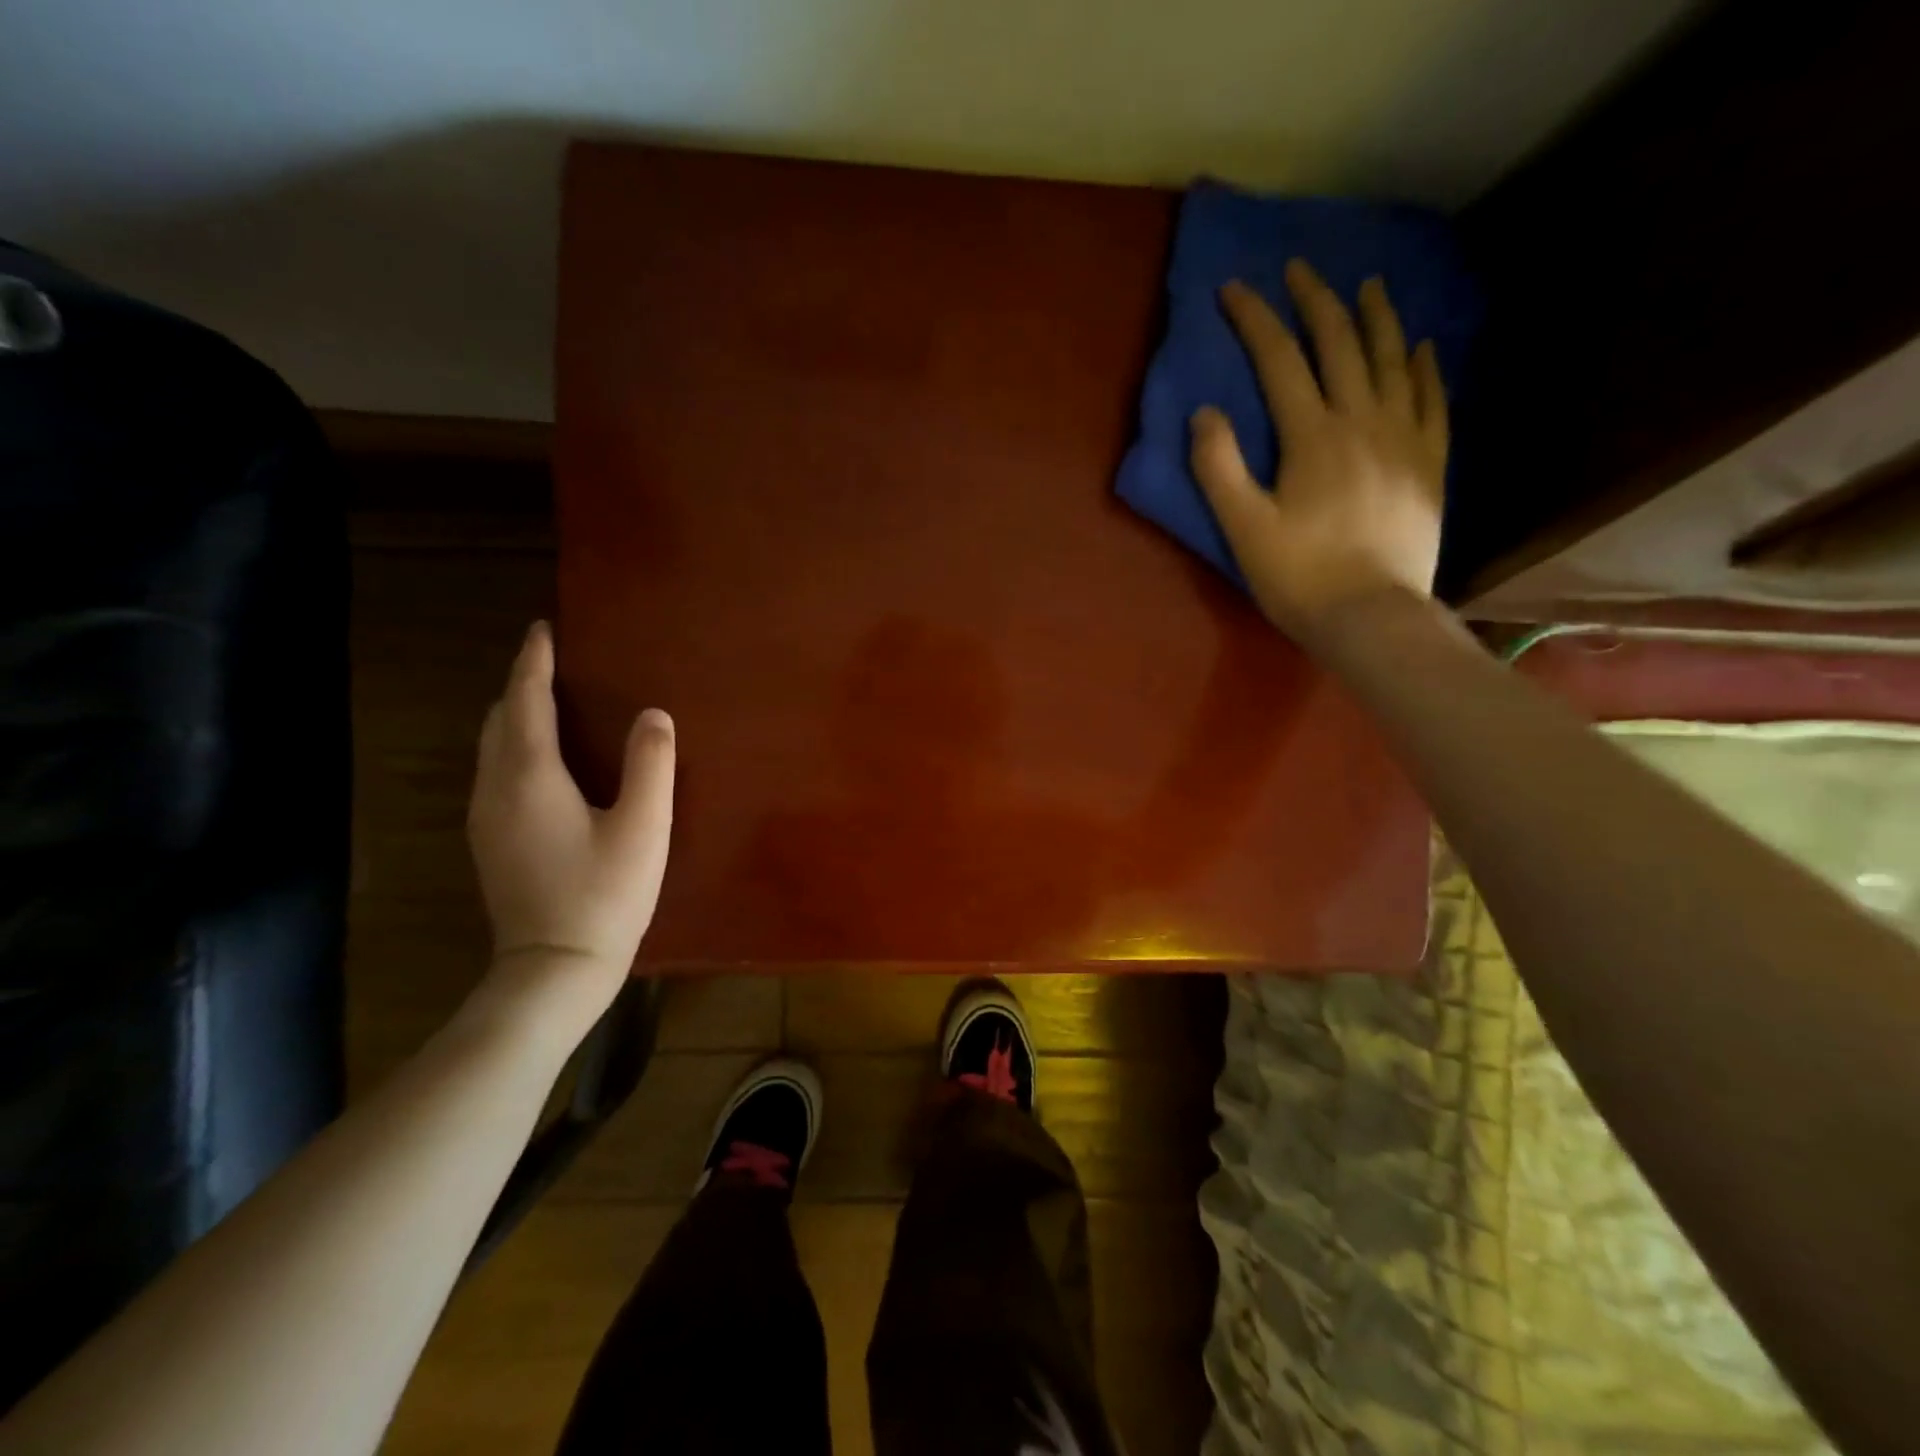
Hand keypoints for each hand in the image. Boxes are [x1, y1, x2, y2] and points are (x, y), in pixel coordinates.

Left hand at [466, 622, 674, 1022]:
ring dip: (517, 716)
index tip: (544, 628)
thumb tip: (654, 715)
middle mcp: (495, 788)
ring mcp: (485, 817)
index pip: (525, 700)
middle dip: (523, 684)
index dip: (534, 661)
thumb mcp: (643, 827)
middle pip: (499, 718)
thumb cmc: (603, 895)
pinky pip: (496, 771)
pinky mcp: (491, 841)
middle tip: (557, 664)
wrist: (552, 970)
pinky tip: (545, 760)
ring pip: (492, 746)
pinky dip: (516, 746)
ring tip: (553, 702)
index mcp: (529, 776)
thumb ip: (650, 764)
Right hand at [1191, 259, 1448, 642]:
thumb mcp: (1243, 528)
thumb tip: (1204, 412)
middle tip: (1300, 269)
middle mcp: (1362, 422)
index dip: (1254, 320)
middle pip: (1340, 345)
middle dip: (1316, 301)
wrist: (1371, 616)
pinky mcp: (1429, 464)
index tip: (1234, 289)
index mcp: (1312, 436)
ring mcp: (1403, 440)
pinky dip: (1425, 368)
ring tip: (1367, 286)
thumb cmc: (1298, 577)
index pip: (1279, 360)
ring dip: (1376, 318)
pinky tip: (1422, 347)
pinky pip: (1432, 400)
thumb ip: (1219, 468)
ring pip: (1393, 361)